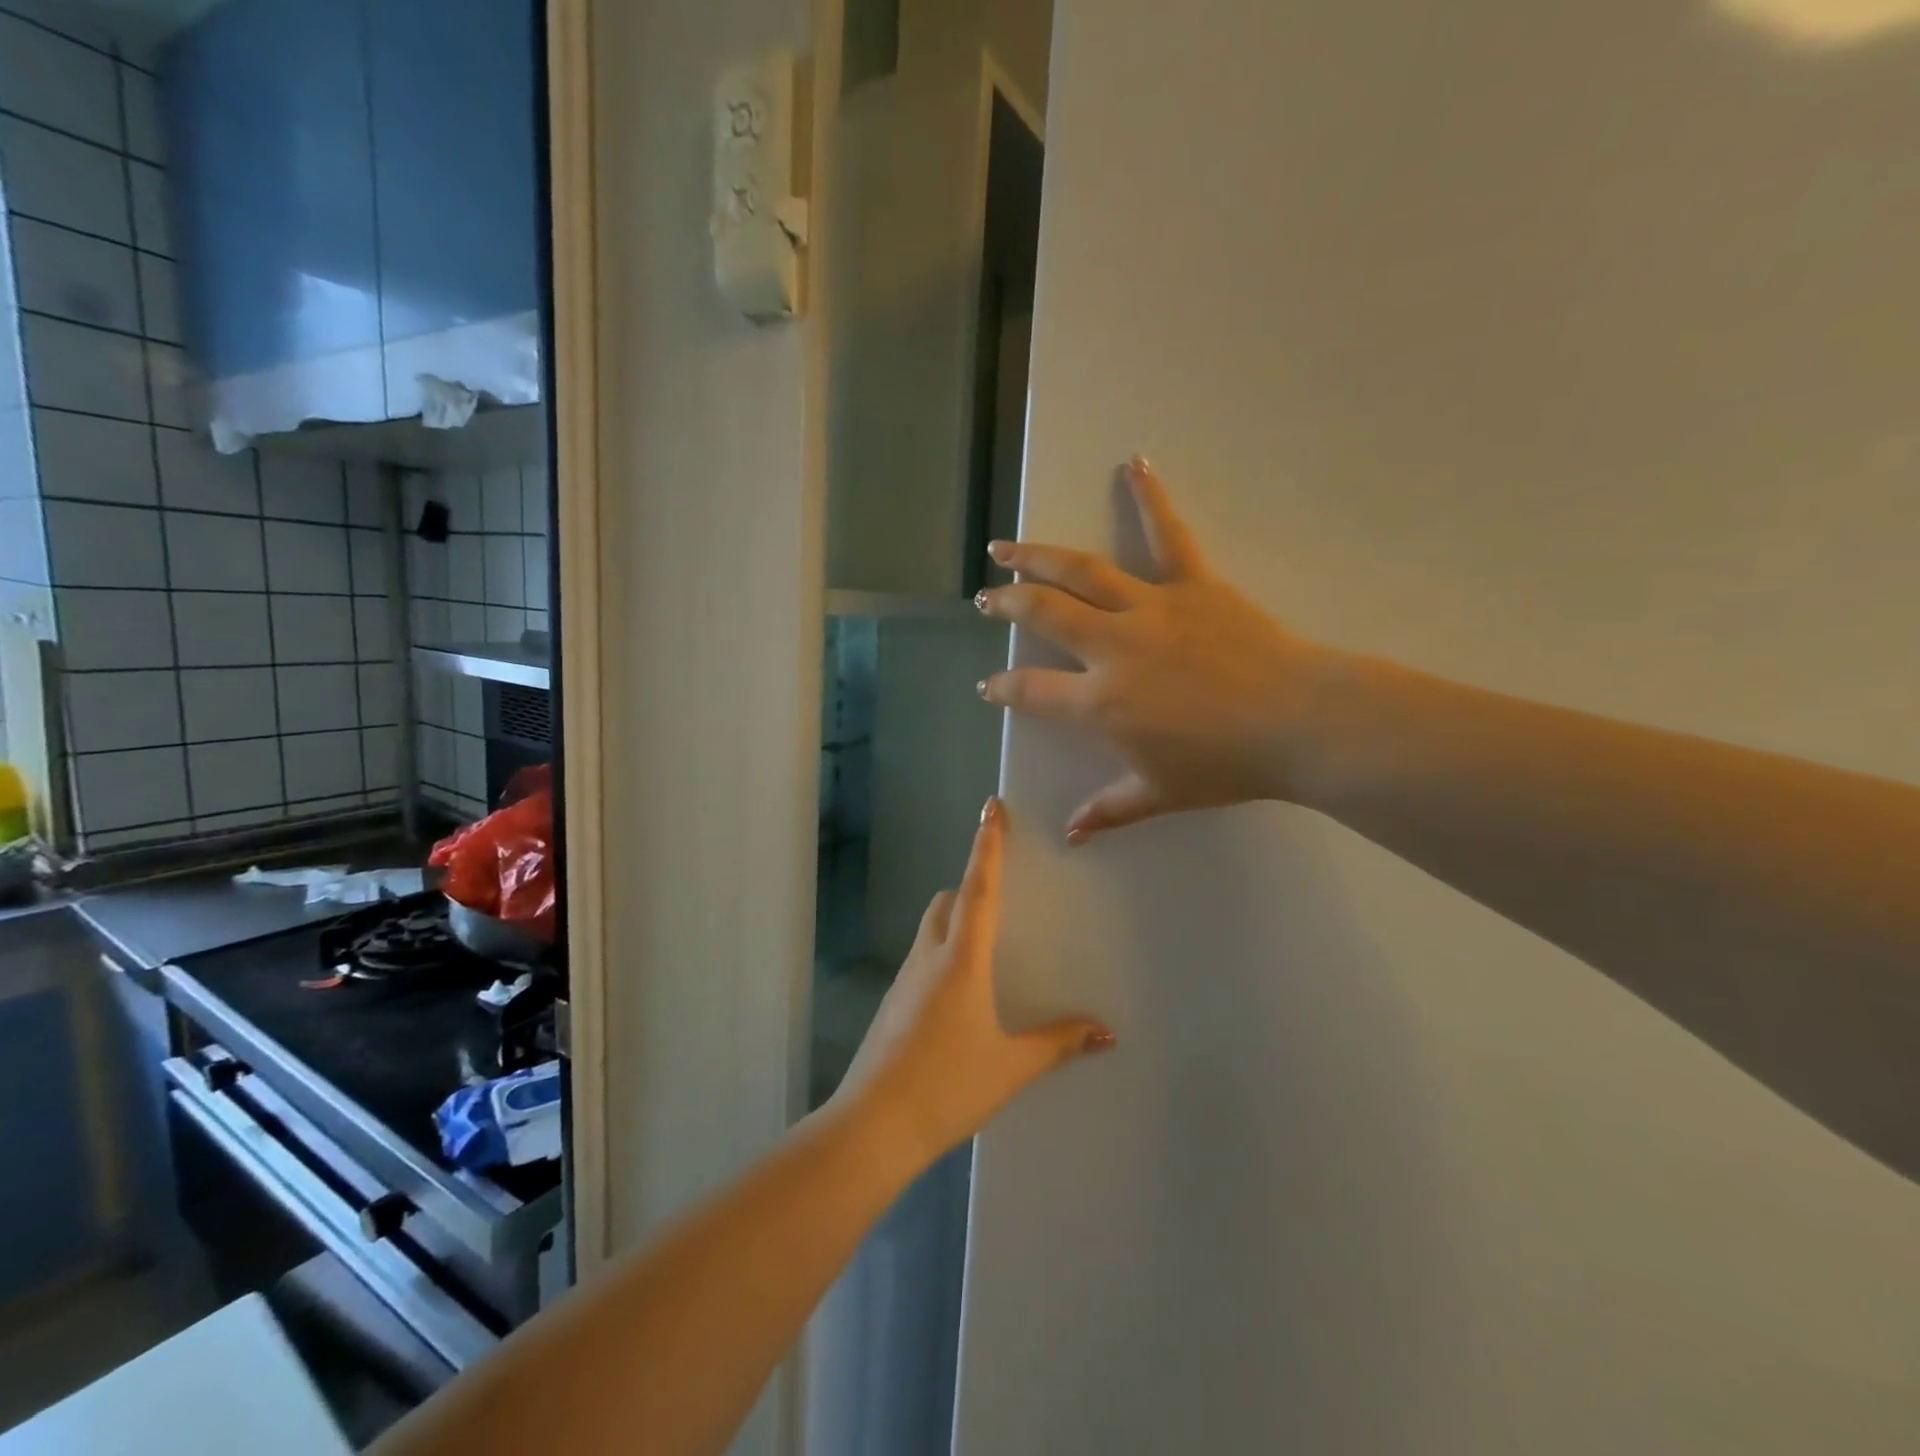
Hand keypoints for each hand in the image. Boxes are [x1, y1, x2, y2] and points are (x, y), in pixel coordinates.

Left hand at [833, 799, 1113, 1166]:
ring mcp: (904, 979)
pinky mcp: (893, 1003)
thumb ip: (1057, 1043)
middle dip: (970, 886)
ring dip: (955, 919)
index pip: (978, 889)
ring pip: (931, 929)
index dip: (987, 846)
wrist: (872, 1127)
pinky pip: (922, 958)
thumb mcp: (1010, 1066)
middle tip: (1000, 890)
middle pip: (947, 902)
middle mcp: (929, 957)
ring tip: (987, 941)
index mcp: (960, 960)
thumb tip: (1106, 1031)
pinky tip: (961, 990)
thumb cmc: (947, 1086)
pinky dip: (943, 951)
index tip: (991, 807)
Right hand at [977, 458, 1326, 841]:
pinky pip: (1168, 534)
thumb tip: (1071, 835)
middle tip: (986, 598)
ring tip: (1005, 545)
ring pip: (1081, 571)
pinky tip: (1133, 464)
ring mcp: (1150, 609)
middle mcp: (1111, 647)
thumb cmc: (1224, 764)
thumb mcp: (1159, 793)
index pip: (1032, 690)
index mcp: (1099, 703)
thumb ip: (1109, 810)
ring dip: (1037, 555)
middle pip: (1044, 614)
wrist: (1298, 724)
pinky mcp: (1192, 584)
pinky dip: (1150, 497)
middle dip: (1007, 604)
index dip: (1003, 687)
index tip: (989, 685)